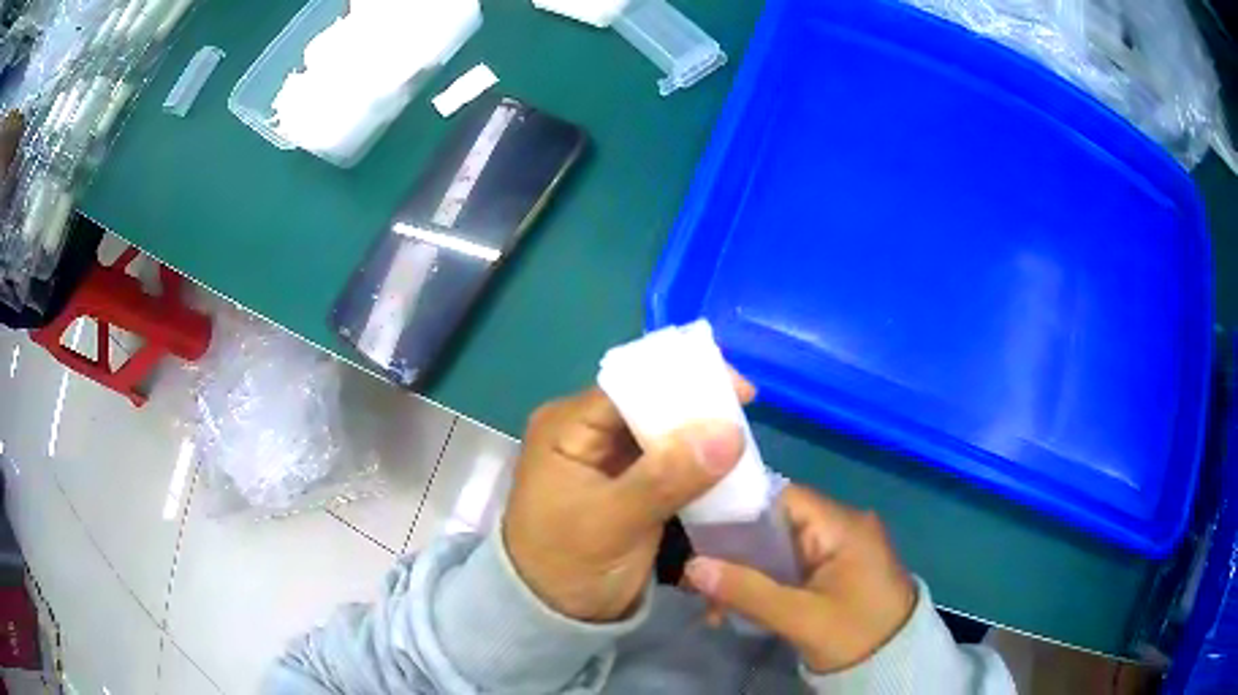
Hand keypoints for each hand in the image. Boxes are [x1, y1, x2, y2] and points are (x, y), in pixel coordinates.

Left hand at [503, 378, 752, 622]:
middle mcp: (588, 432)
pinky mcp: (632, 484)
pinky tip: (727, 462)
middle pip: (650, 404)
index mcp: (568, 427)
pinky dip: (697, 461)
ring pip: (665, 431)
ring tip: (744, 435)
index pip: (630, 386)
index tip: (737, 390)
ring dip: (701, 434)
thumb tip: (729, 433)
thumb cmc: (567, 564)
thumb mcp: (612, 521)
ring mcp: (611, 459)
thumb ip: (667, 477)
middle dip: (696, 407)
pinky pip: (670, 460)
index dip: (682, 382)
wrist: (555, 615)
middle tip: (746, 412)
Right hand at [685, 485, 916, 672]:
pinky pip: (792, 566)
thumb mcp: (800, 617)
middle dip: (736, 554)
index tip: (702, 536)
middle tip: (701, 582)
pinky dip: (765, 584)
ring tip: (714, 607)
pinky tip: (739, 608)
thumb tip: (692, 567)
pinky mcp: (836, 570)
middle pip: (777, 524)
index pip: (782, 498)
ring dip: (747, 574)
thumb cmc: (855, 634)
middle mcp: (843, 526)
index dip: (739, 511)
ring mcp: (840, 549)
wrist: (896, 664)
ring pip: (779, 549)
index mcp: (842, 525)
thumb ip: (748, 591)